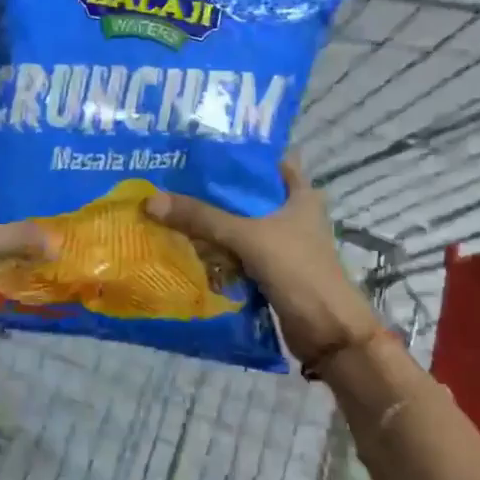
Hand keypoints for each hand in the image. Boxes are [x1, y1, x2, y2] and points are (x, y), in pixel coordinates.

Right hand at [143, 156, 381, 362]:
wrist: (328, 332)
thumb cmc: (299, 271)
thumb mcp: (248, 237)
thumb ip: (202, 218)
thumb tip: (151, 200)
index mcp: (300, 195)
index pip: (271, 160)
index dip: (241, 152)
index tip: (203, 147)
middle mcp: (292, 215)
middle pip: (248, 194)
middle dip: (214, 190)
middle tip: (173, 178)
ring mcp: (282, 245)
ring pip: (240, 226)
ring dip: (212, 223)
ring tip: (170, 208)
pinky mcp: (271, 271)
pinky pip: (237, 254)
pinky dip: (216, 252)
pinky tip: (185, 246)